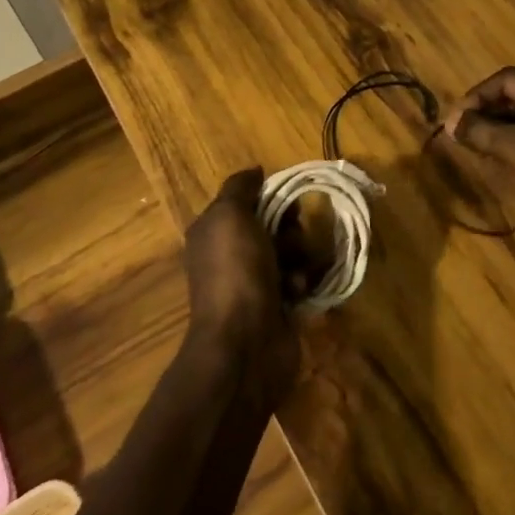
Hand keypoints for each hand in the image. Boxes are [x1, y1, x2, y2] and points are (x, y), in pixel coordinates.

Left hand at [183, 168, 299, 405]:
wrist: (245, 342)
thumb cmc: (235, 272)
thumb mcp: (230, 216)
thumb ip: (240, 188)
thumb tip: (255, 171)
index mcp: (214, 232)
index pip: (247, 200)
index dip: (270, 195)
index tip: (288, 198)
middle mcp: (230, 255)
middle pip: (273, 225)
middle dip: (290, 229)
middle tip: (294, 237)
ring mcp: (253, 283)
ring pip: (290, 253)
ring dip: (299, 257)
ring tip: (296, 271)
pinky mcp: (277, 306)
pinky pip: (298, 281)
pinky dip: (301, 283)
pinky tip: (298, 293)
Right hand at [437, 68, 514, 245]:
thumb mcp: (514, 152)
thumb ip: (480, 131)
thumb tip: (452, 121)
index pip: (508, 79)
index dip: (476, 96)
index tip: (456, 119)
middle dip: (488, 113)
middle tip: (463, 133)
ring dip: (502, 129)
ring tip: (477, 147)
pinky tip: (502, 160)